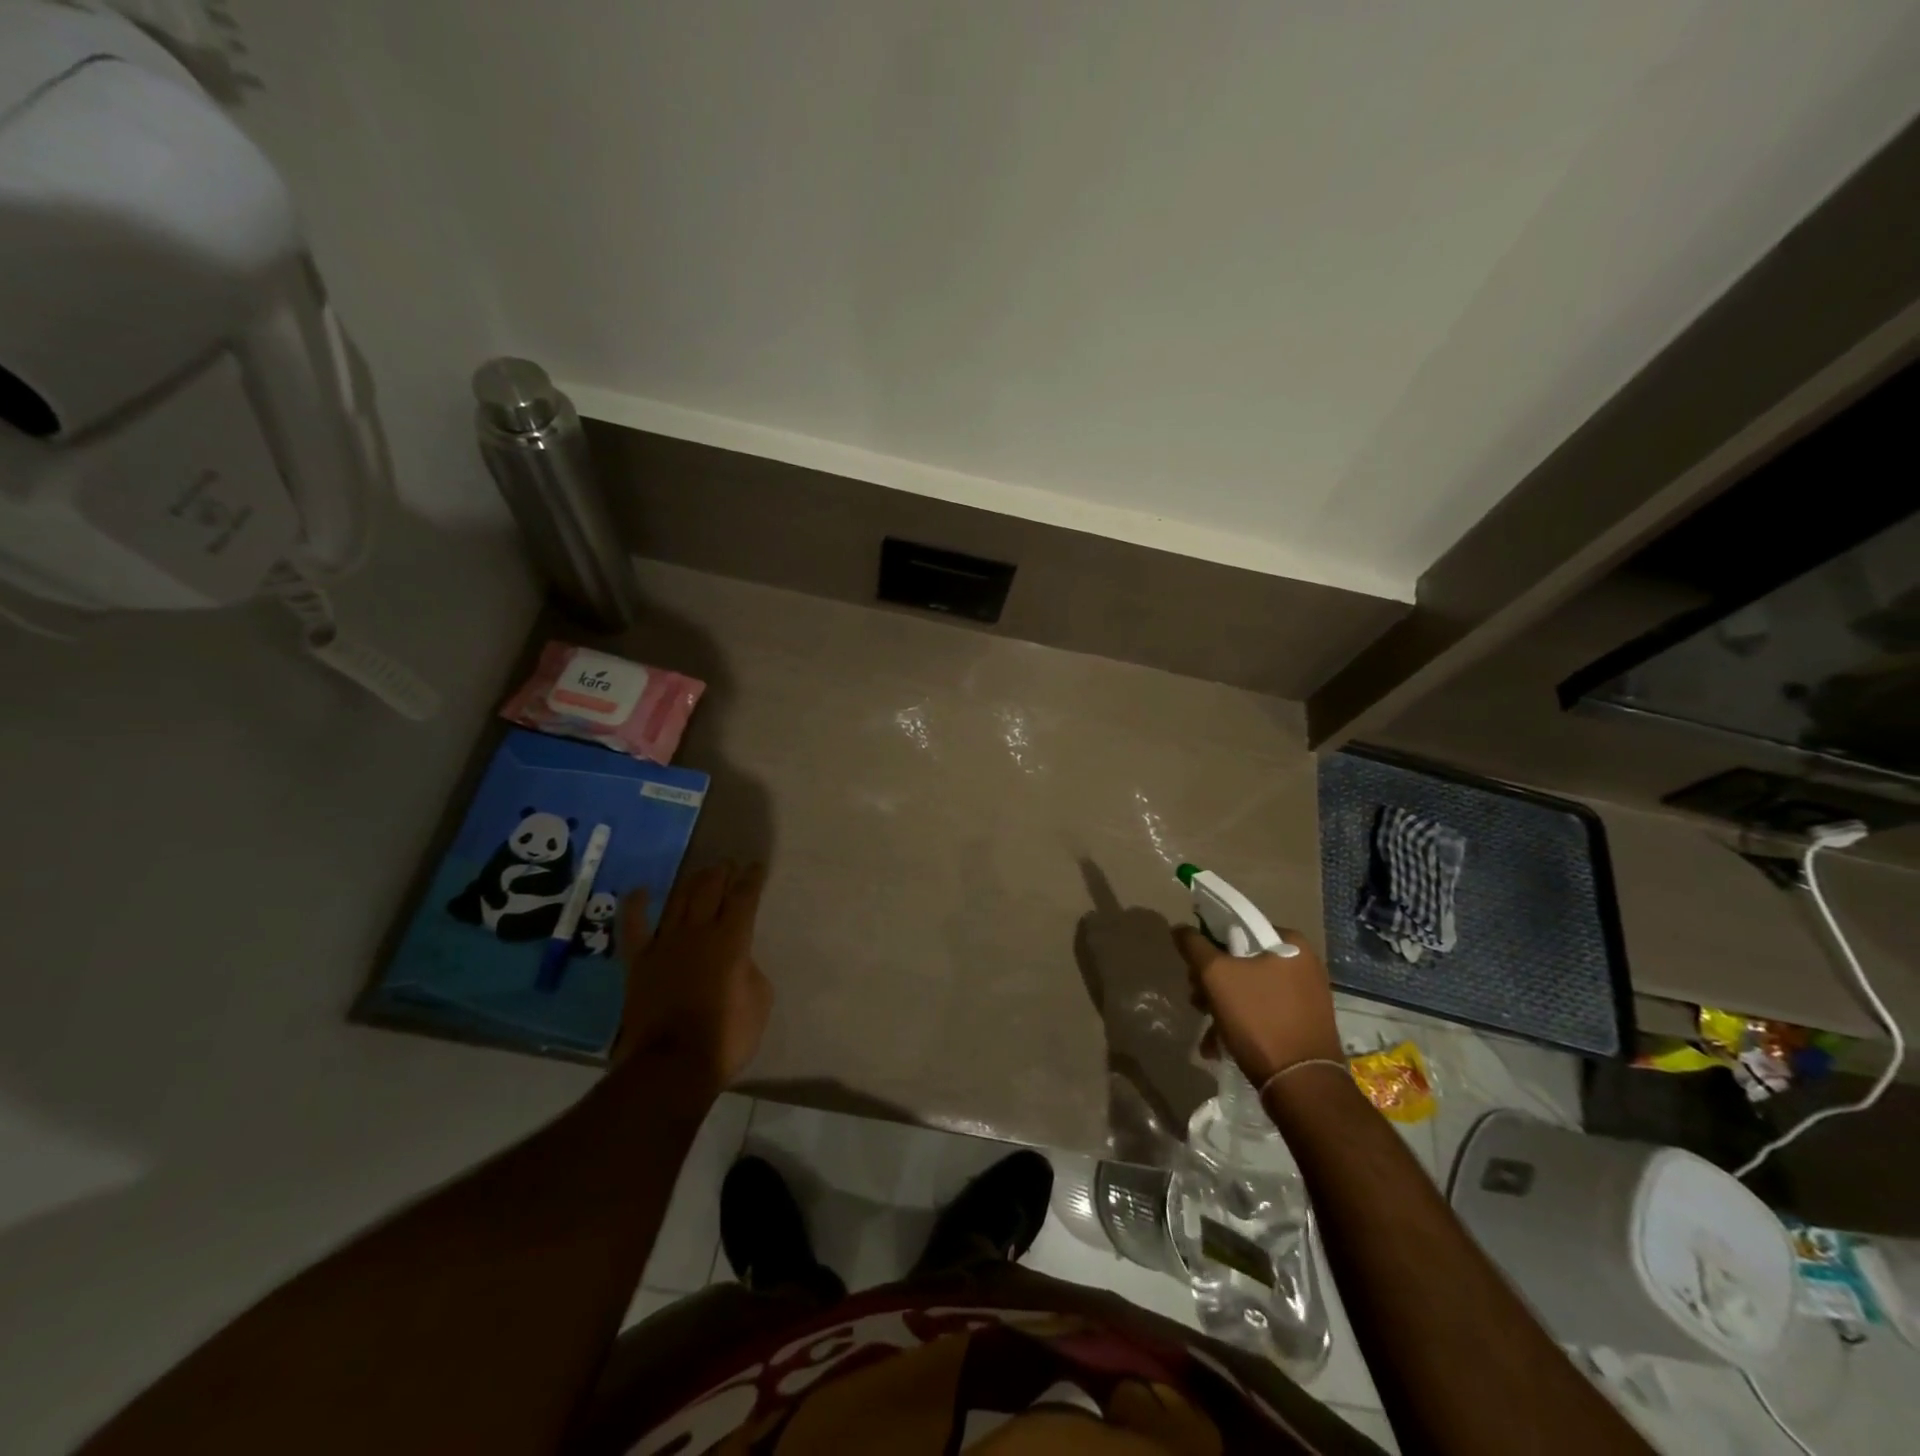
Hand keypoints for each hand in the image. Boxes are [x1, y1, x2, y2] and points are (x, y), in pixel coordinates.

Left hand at [617, 861, 771, 1090]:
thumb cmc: (726, 1036)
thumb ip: (750, 970)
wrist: (672, 1065)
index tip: (757, 867)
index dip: (752, 879)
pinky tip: (641, 891)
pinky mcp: (639, 963)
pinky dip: (636, 906)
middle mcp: (698, 932)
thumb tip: (738, 961)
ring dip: (692, 882)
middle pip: (709, 890)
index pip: (744, 898)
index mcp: (732, 940)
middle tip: (728, 865)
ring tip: (701, 872)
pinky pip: (634, 928)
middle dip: (721, 873)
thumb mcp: (760, 1000)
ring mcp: (665, 945)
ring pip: (678, 901)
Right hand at [1173, 924, 1342, 1086]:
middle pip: (1241, 961)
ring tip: (1207, 1033)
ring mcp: (1307, 996)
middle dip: (1212, 983)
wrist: (1302, 1086)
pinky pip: (1264, 1012)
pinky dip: (1241, 1024)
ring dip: (1221, 1007)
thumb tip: (1180, 928)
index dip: (1209, 945)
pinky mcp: (1305, 1024)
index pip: (1238, 928)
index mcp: (1290, 943)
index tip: (1193, 969)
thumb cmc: (1259, 1020)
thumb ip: (1194, 946)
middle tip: (1196, 1002)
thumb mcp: (1216, 976)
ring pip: (1249, 989)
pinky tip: (1220, 1046)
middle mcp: (1304, 965)